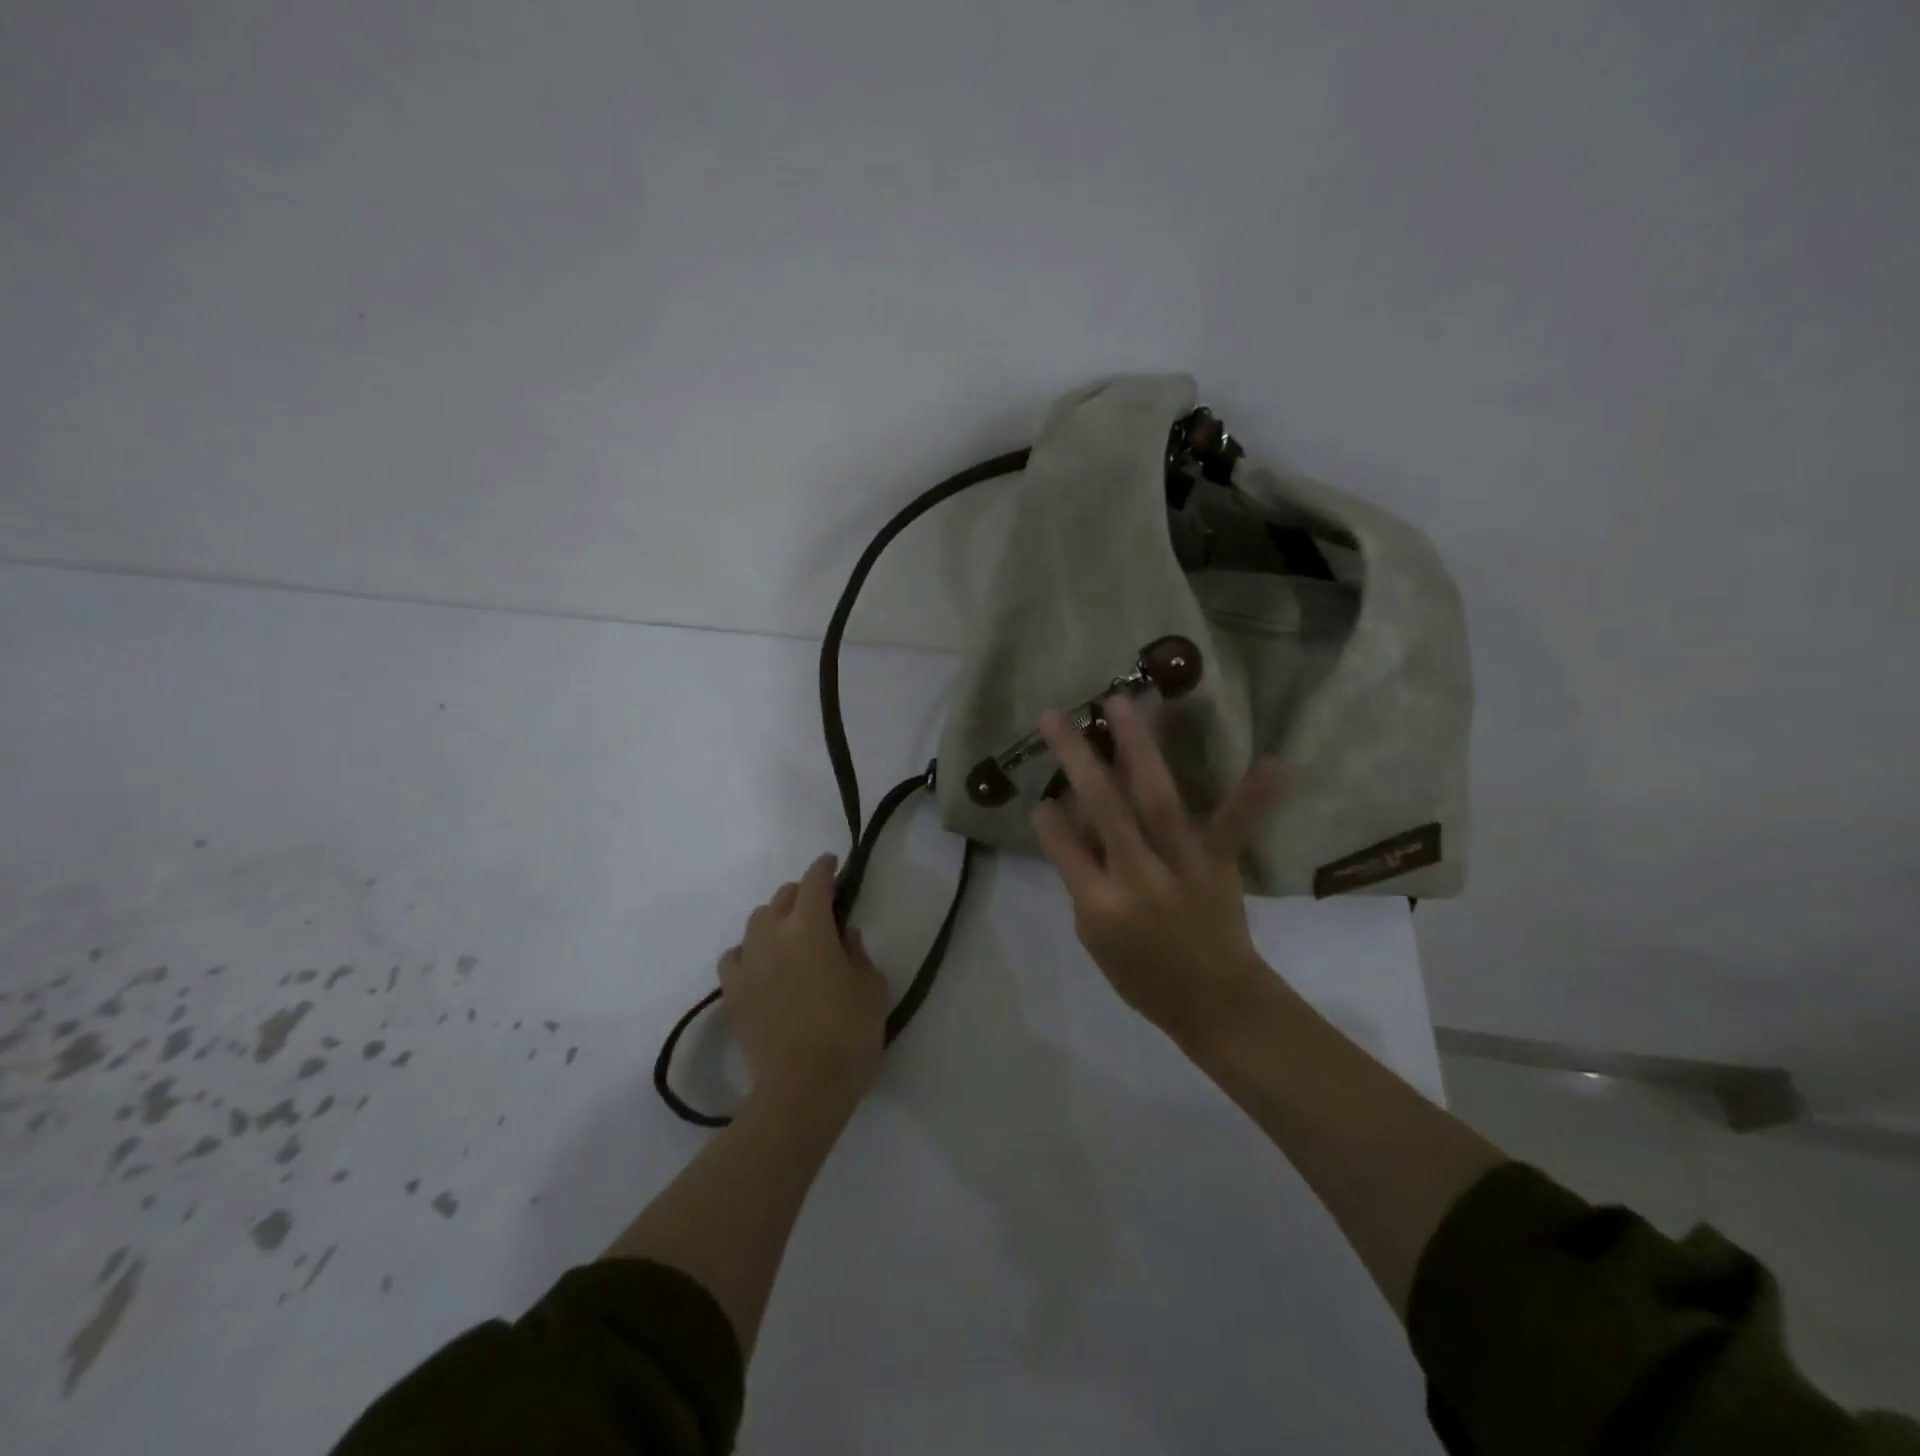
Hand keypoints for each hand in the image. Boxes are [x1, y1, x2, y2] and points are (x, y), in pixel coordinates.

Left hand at [719, 854, 887, 1104]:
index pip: (814, 882)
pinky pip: (736, 955)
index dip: (825, 868)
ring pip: (757, 921)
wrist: (801, 1089)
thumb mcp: (871, 987)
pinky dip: (750, 949)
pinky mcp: (733, 992)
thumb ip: (858, 952)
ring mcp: (748, 964)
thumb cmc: (848, 1034)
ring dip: (776, 917)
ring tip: (791, 933)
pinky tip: (762, 963)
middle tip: (821, 905)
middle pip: (783, 897)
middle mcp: (773, 935)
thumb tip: (843, 935)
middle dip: (803, 892)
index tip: (835, 864)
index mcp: (810, 927)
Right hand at [1030, 696, 1282, 1045]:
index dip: (1048, 818)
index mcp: (1100, 905)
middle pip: (1103, 809)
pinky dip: (1254, 796)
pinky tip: (1275, 763)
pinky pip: (1234, 828)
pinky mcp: (1221, 865)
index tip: (1040, 796)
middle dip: (1077, 759)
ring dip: (1138, 749)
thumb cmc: (1143, 977)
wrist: (1215, 1004)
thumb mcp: (1094, 939)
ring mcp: (1183, 868)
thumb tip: (1073, 823)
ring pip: (1156, 800)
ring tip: (1122, 704)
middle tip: (1056, 716)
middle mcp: (1138, 879)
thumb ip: (1081, 880)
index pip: (1062, 847)